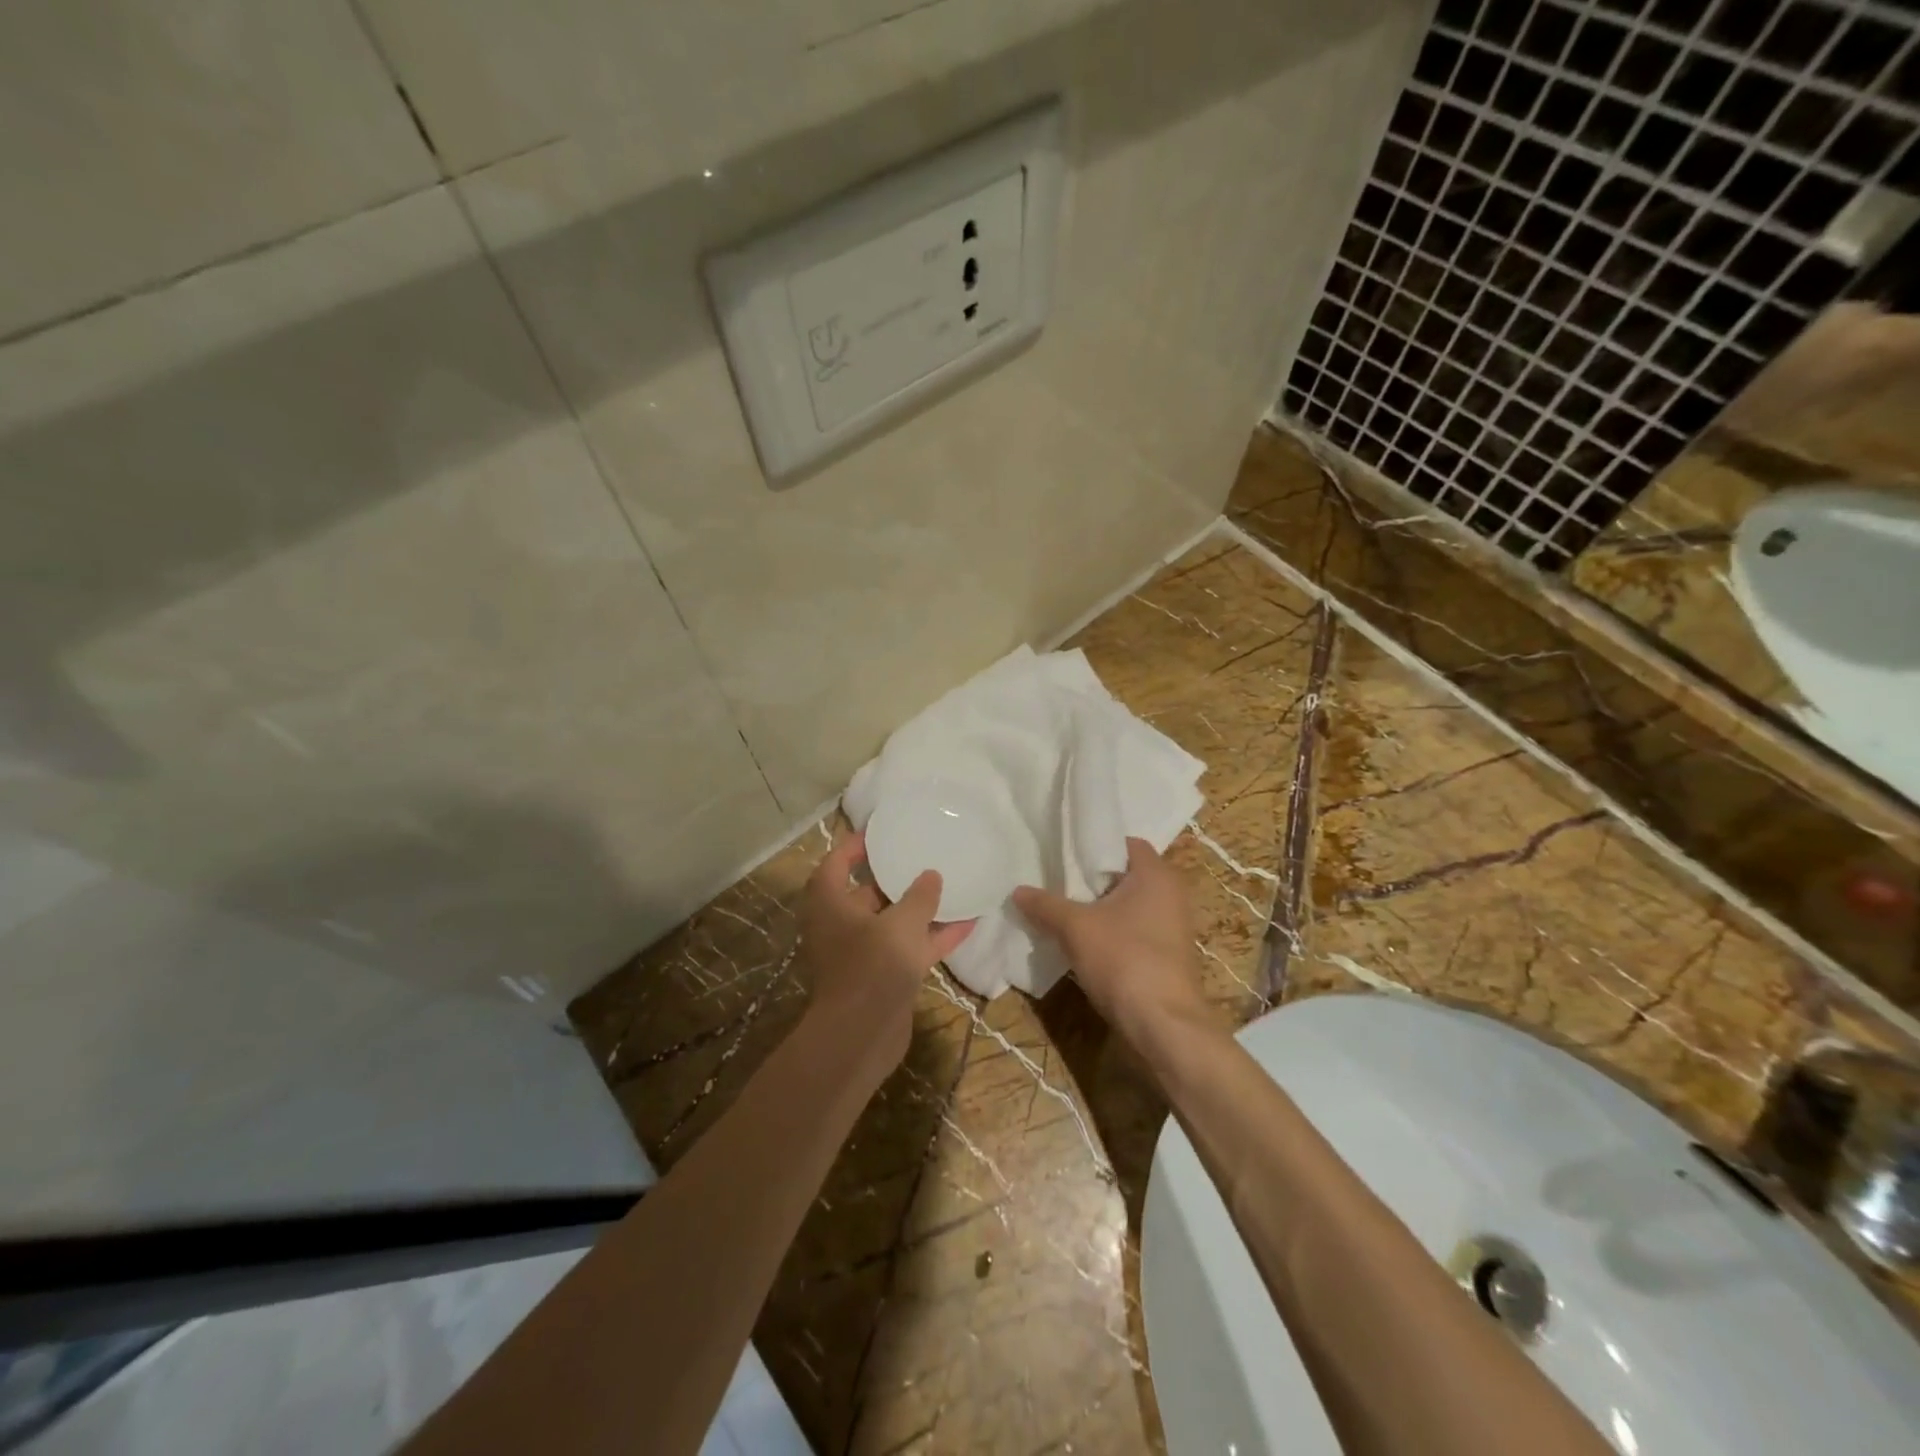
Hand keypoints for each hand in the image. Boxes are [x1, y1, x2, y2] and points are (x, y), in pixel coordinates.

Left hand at [798, 830, 973, 1070]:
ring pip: (893, 923)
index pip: (836, 864)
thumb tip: (931, 875)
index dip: (855, 847)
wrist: (862, 1035)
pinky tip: (968, 924)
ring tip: (952, 887)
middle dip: (895, 878)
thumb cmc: (873, 965)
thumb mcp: (901, 923)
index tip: (880, 833)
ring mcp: (863, 953)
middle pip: (867, 893)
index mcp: (830, 904)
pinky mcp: (884, 976)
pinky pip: (909, 947)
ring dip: (920, 910)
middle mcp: (842, 925)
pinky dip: (933, 937)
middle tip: (923, 857)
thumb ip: (919, 897)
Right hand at [1013, 837, 1214, 1047]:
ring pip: (1126, 906)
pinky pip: (1132, 931)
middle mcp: (1171, 894)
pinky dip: (1109, 932)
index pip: (1124, 843)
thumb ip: (1046, 905)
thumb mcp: (1076, 927)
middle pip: (1123, 875)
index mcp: (1157, 874)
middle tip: (1054, 881)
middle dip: (1089, 880)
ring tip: (1059, 911)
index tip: (1062, 853)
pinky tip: (1080, 943)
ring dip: (1097, 909)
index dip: (1092, 846)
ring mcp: (1171, 927)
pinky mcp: (1166, 955)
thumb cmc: (1124, 959)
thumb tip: (1018, 891)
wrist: (1163, 1025)